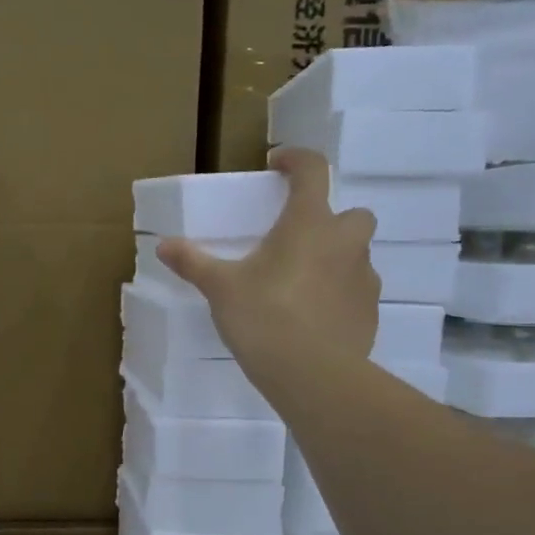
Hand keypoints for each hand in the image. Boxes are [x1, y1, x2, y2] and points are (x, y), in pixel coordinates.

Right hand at [156, 149, 379, 393]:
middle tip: (296, 241)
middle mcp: (344, 242)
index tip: (277, 164)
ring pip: (355, 255)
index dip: (296, 160)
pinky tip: (313, 318)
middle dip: (329, 220)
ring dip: (334, 259)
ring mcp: (364, 278)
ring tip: (300, 284)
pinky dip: (338, 295)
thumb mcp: (221, 288)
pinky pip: (356, 292)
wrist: (312, 374)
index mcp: (309, 224)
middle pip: (351, 214)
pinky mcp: (370, 312)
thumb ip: (194, 262)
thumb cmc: (264, 317)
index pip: (313, 170)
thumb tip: (164, 245)